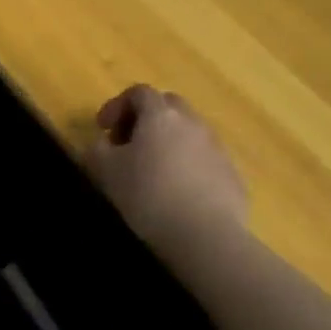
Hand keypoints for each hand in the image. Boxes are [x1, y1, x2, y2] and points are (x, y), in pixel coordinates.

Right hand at [84, 85, 248, 259]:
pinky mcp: (233, 177)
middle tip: (128, 145)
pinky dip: (190, 167)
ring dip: (170, 143)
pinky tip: (180, 195)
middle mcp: (193, 123)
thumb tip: (101, 143)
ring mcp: (218, 149)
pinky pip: (206, 161)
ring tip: (154, 173)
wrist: (206, 237)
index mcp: (161, 115)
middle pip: (169, 106)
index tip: (103, 129)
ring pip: (190, 134)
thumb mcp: (105, 171)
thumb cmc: (148, 196)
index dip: (117, 105)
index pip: (139, 92)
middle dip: (146, 120)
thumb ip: (97, 150)